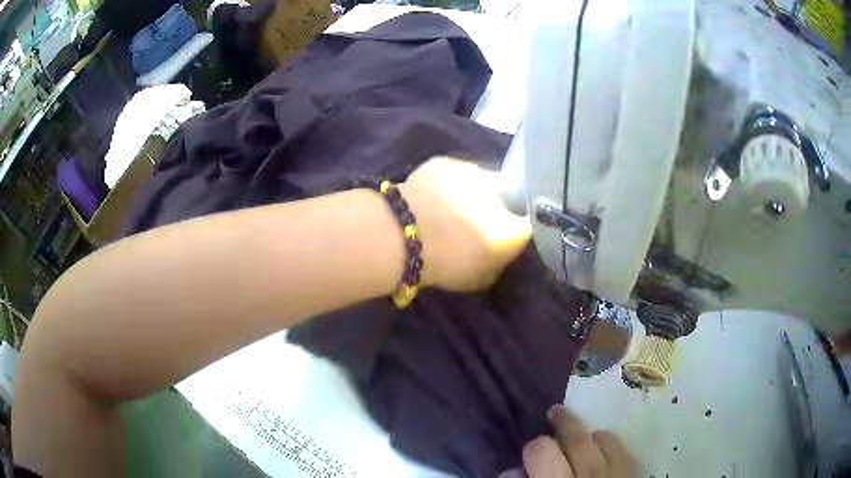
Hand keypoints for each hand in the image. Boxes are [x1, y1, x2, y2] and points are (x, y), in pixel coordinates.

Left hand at [401, 156, 530, 291]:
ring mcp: (472, 171)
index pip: (530, 224)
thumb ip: (499, 260)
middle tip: (479, 220)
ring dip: (475, 192)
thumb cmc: (442, 264)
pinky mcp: (446, 162)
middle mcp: (501, 194)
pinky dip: (450, 183)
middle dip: (498, 206)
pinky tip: (435, 196)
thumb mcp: (481, 276)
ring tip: (453, 207)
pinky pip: (456, 173)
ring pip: (482, 181)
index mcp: (513, 227)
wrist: (399, 235)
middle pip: (507, 197)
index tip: (509, 234)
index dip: (520, 228)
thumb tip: (502, 248)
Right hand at [523, 405, 638, 477]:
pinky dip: (612, 445)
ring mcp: (617, 472)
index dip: (534, 448)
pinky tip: (605, 448)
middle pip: (576, 438)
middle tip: (555, 413)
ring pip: (605, 439)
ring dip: (591, 434)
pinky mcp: (634, 472)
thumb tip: (514, 468)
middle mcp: (589, 473)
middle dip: (563, 423)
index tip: (531, 452)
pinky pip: (625, 450)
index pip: (541, 449)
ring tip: (584, 435)